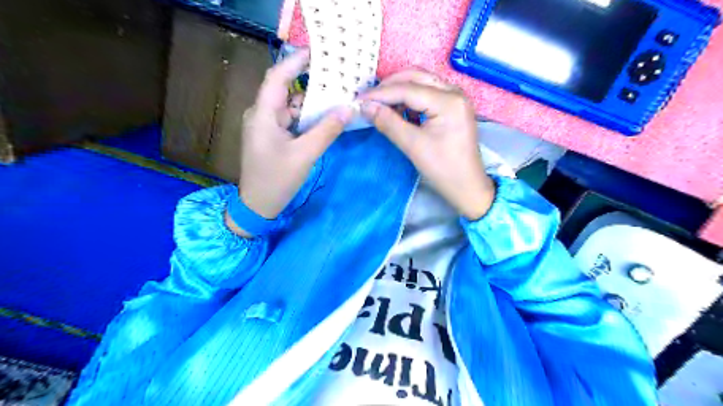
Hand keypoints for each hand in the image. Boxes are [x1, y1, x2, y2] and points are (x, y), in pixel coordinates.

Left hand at [229, 50, 354, 236]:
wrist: (257, 206)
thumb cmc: (276, 180)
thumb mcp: (304, 155)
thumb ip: (327, 131)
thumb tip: (349, 109)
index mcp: (263, 114)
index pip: (277, 77)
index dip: (296, 61)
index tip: (318, 53)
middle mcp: (262, 115)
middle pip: (286, 91)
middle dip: (310, 83)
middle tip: (335, 78)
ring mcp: (266, 127)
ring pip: (290, 107)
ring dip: (311, 103)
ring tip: (336, 97)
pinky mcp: (272, 137)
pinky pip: (291, 121)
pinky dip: (306, 118)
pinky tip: (324, 119)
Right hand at [359, 72, 493, 220]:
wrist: (467, 187)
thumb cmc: (443, 169)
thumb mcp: (413, 146)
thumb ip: (388, 123)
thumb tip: (365, 107)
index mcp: (448, 101)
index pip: (407, 89)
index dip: (380, 94)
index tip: (359, 101)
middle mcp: (454, 92)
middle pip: (416, 77)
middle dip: (389, 86)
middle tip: (368, 100)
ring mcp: (455, 98)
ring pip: (421, 82)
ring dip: (399, 90)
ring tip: (380, 104)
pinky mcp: (452, 107)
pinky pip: (427, 93)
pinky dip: (409, 98)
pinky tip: (398, 111)